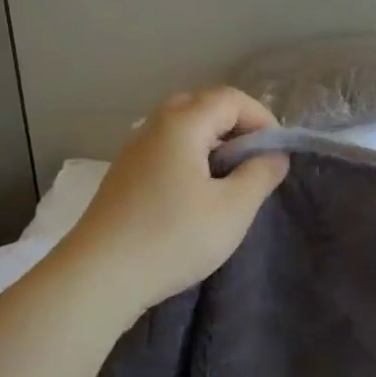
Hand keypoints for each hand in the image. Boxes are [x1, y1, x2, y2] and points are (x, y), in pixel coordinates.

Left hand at [62, 88, 288, 314]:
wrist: (99, 277)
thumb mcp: (233, 209)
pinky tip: (195, 197)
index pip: (230, 99)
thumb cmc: (173, 237)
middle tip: (253, 163)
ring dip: (212, 144)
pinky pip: (164, 150)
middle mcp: (153, 127)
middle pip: (202, 106)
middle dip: (235, 127)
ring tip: (228, 182)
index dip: (261, 118)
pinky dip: (189, 159)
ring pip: (181, 129)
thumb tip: (274, 156)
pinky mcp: (123, 176)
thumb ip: (261, 175)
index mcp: (182, 124)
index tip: (276, 154)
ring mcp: (133, 151)